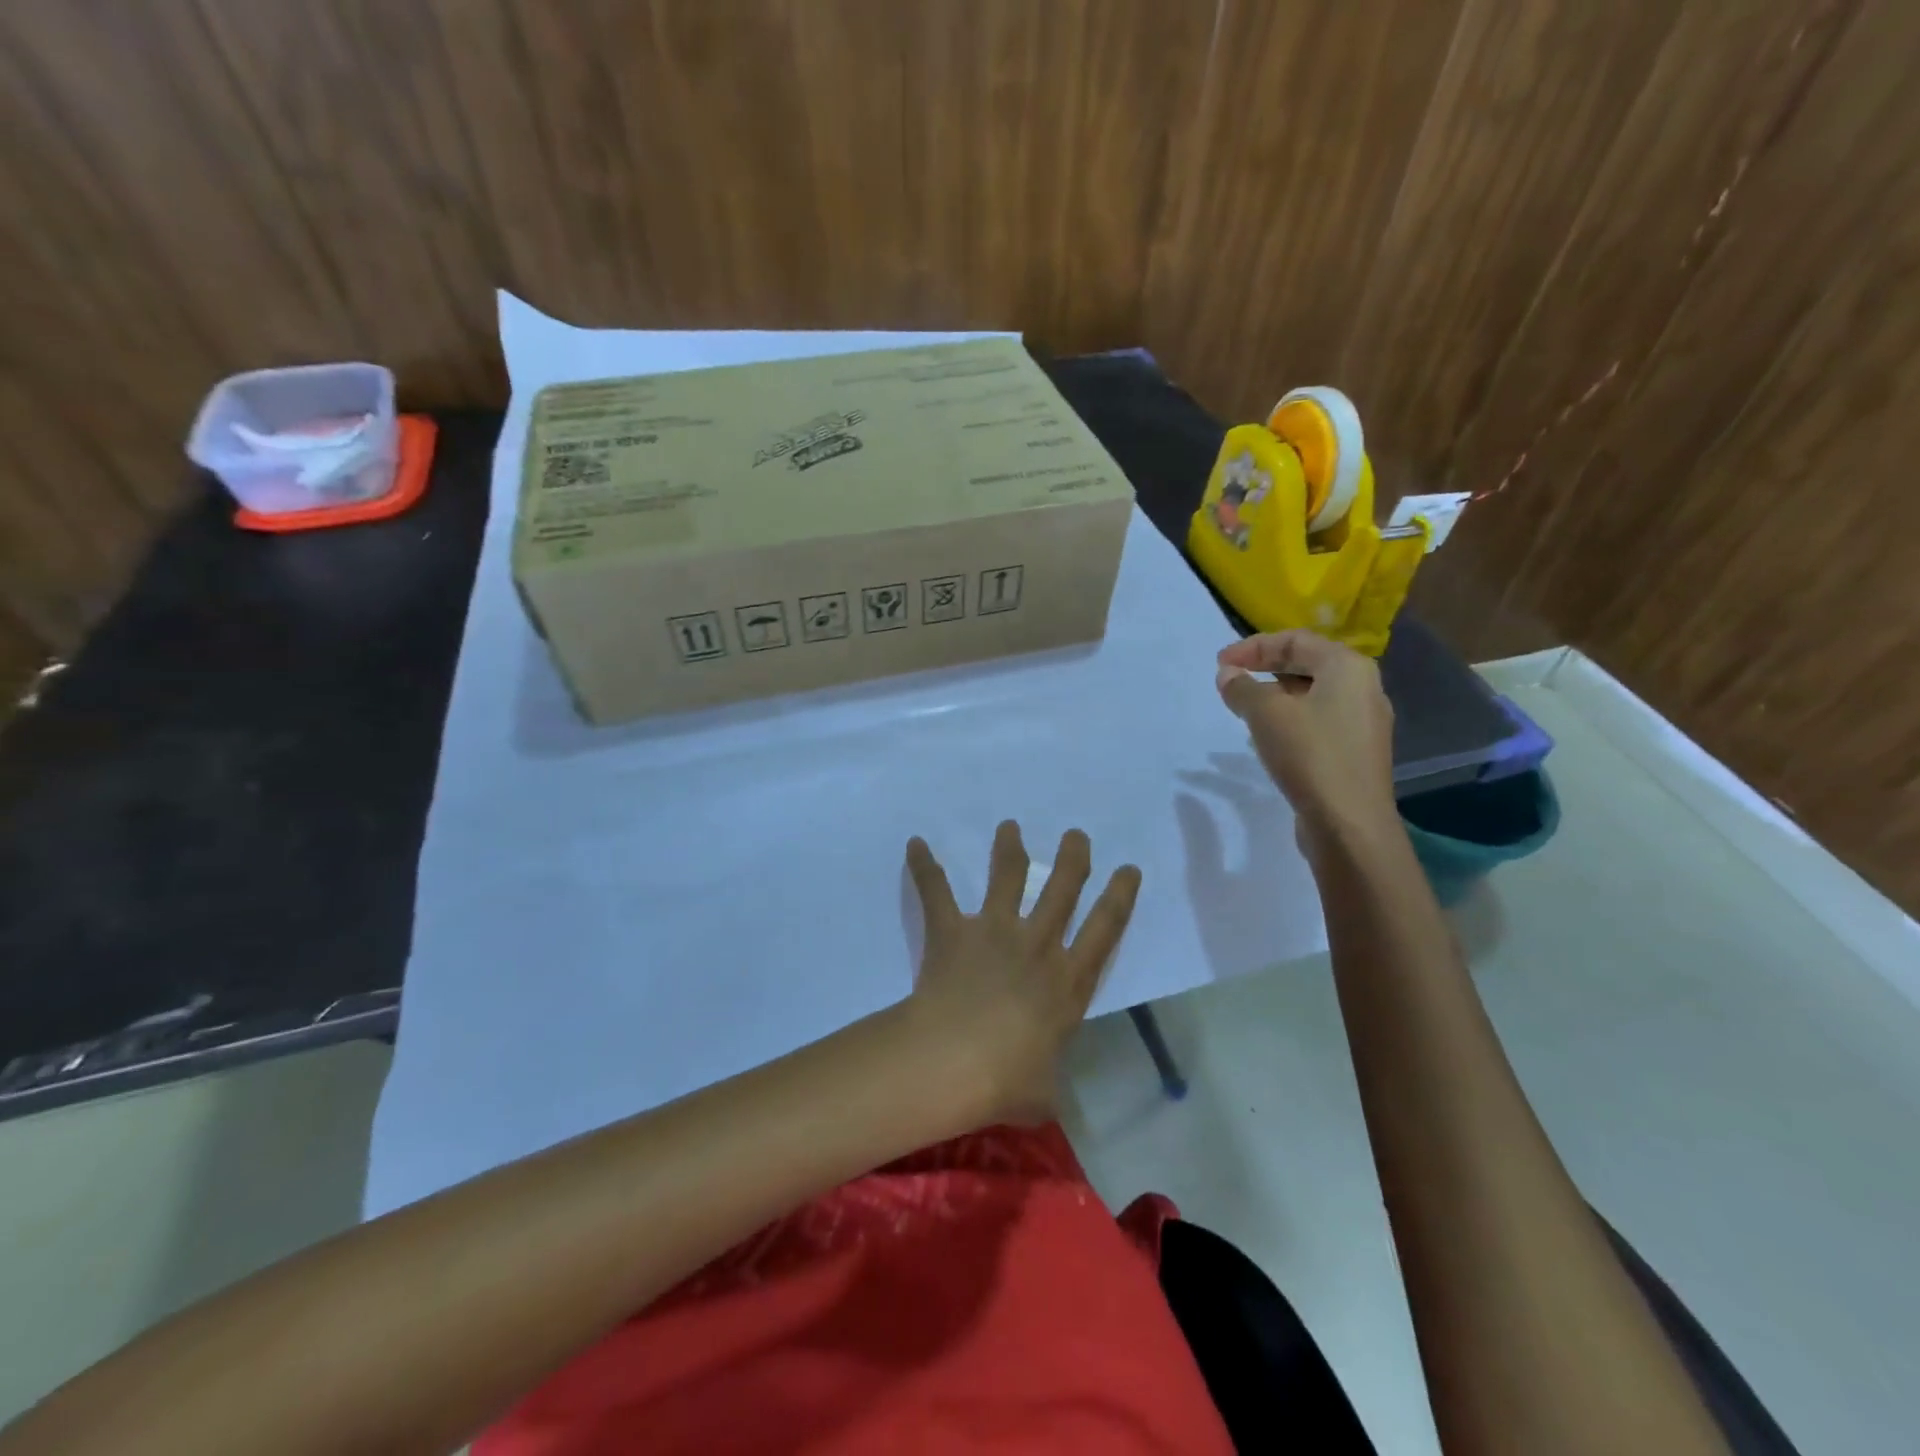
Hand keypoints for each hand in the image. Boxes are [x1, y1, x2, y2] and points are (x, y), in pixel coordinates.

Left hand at [904, 821, 1141, 1124]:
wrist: (954, 1061)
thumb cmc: (1006, 1080)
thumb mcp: (1043, 1094)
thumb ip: (1047, 1086)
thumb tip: (1045, 1100)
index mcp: (1067, 982)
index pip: (1105, 930)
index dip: (1120, 896)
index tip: (1129, 868)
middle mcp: (1036, 946)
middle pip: (1062, 889)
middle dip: (1073, 858)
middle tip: (1076, 835)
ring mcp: (994, 932)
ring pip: (1008, 877)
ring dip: (1010, 849)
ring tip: (1010, 827)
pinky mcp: (953, 931)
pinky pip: (936, 892)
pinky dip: (924, 867)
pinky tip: (915, 843)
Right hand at [1215, 629, 1398, 857]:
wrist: (1349, 823)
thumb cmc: (1310, 755)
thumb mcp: (1265, 714)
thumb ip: (1242, 688)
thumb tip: (1228, 674)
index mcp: (1348, 667)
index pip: (1296, 639)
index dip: (1253, 646)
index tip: (1220, 663)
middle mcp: (1363, 688)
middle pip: (1308, 663)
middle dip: (1265, 667)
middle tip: (1230, 679)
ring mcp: (1363, 722)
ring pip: (1312, 694)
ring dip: (1275, 695)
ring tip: (1244, 707)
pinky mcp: (1356, 752)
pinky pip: (1318, 721)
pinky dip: (1290, 719)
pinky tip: (1268, 737)